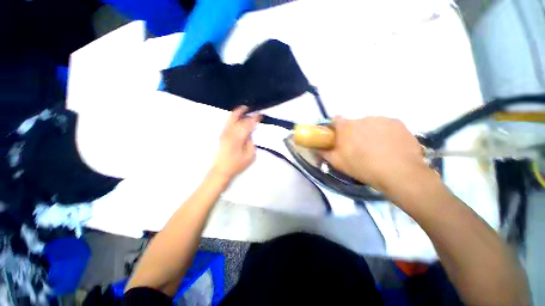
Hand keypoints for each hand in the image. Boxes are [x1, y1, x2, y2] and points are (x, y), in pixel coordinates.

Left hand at [210, 106, 261, 180]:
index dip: (254, 119)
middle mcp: (229, 133)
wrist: (221, 170)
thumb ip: (251, 143)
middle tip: (252, 110)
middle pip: (238, 119)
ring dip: (238, 112)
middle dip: (245, 113)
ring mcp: (224, 133)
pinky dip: (233, 117)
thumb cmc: (237, 165)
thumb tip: (250, 133)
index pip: (247, 125)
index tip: (260, 116)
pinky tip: (237, 117)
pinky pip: (228, 123)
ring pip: (231, 119)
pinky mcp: (221, 135)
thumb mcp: (249, 156)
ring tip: (244, 109)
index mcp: (238, 139)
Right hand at [319, 116, 433, 192]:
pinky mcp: (397, 122)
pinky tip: (389, 146)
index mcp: (346, 127)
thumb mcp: (337, 163)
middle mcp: (362, 118)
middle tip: (358, 148)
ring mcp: (381, 119)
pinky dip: (384, 133)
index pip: (335, 120)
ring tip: (376, 148)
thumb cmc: (363, 167)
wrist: (399, 172)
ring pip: (370, 124)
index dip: (335, 128)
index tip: (338, 138)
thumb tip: (315, 147)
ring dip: (369, 132)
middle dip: (353, 133)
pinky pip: (385, 125)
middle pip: (354, 124)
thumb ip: (323, 152)